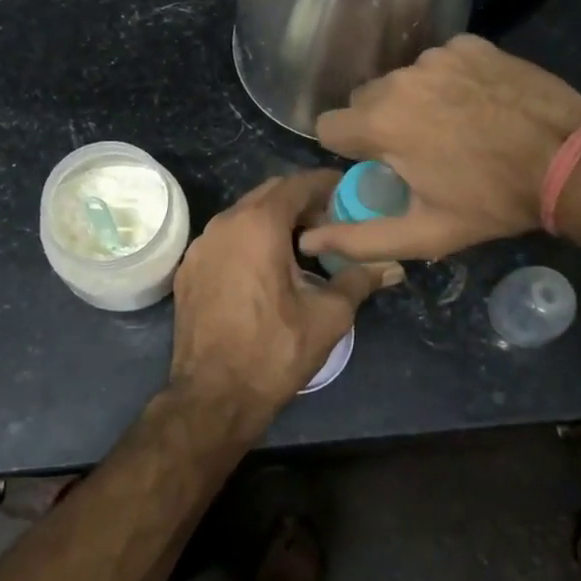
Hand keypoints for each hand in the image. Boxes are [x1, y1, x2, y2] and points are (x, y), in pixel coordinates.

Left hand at [170, 172, 402, 421]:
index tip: (347, 191)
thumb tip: (392, 266)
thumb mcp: (327, 316)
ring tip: (302, 246)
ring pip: (243, 215)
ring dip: (273, 220)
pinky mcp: (188, 269)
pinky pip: (224, 239)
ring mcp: (201, 246)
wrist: (213, 396)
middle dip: (300, 200)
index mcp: (259, 225)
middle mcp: (224, 224)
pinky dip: (248, 240)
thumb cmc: (274, 351)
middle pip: (268, 194)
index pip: (296, 184)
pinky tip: (265, 269)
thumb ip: (359, 280)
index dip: (325, 184)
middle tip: (330, 221)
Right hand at [298, 35, 580, 262]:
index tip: (380, 164)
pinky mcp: (470, 44)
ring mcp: (438, 56)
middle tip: (422, 151)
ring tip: (457, 126)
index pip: (328, 125)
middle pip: (365, 99)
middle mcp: (400, 79)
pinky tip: (479, 103)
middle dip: (380, 123)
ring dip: (415, 100)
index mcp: (381, 123)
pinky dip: (449, 80)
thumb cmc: (493, 202)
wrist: (572, 161)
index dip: (349, 149)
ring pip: (403, 79)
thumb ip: (360, 239)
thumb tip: (309, 240)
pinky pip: (440, 62)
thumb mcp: (425, 233)